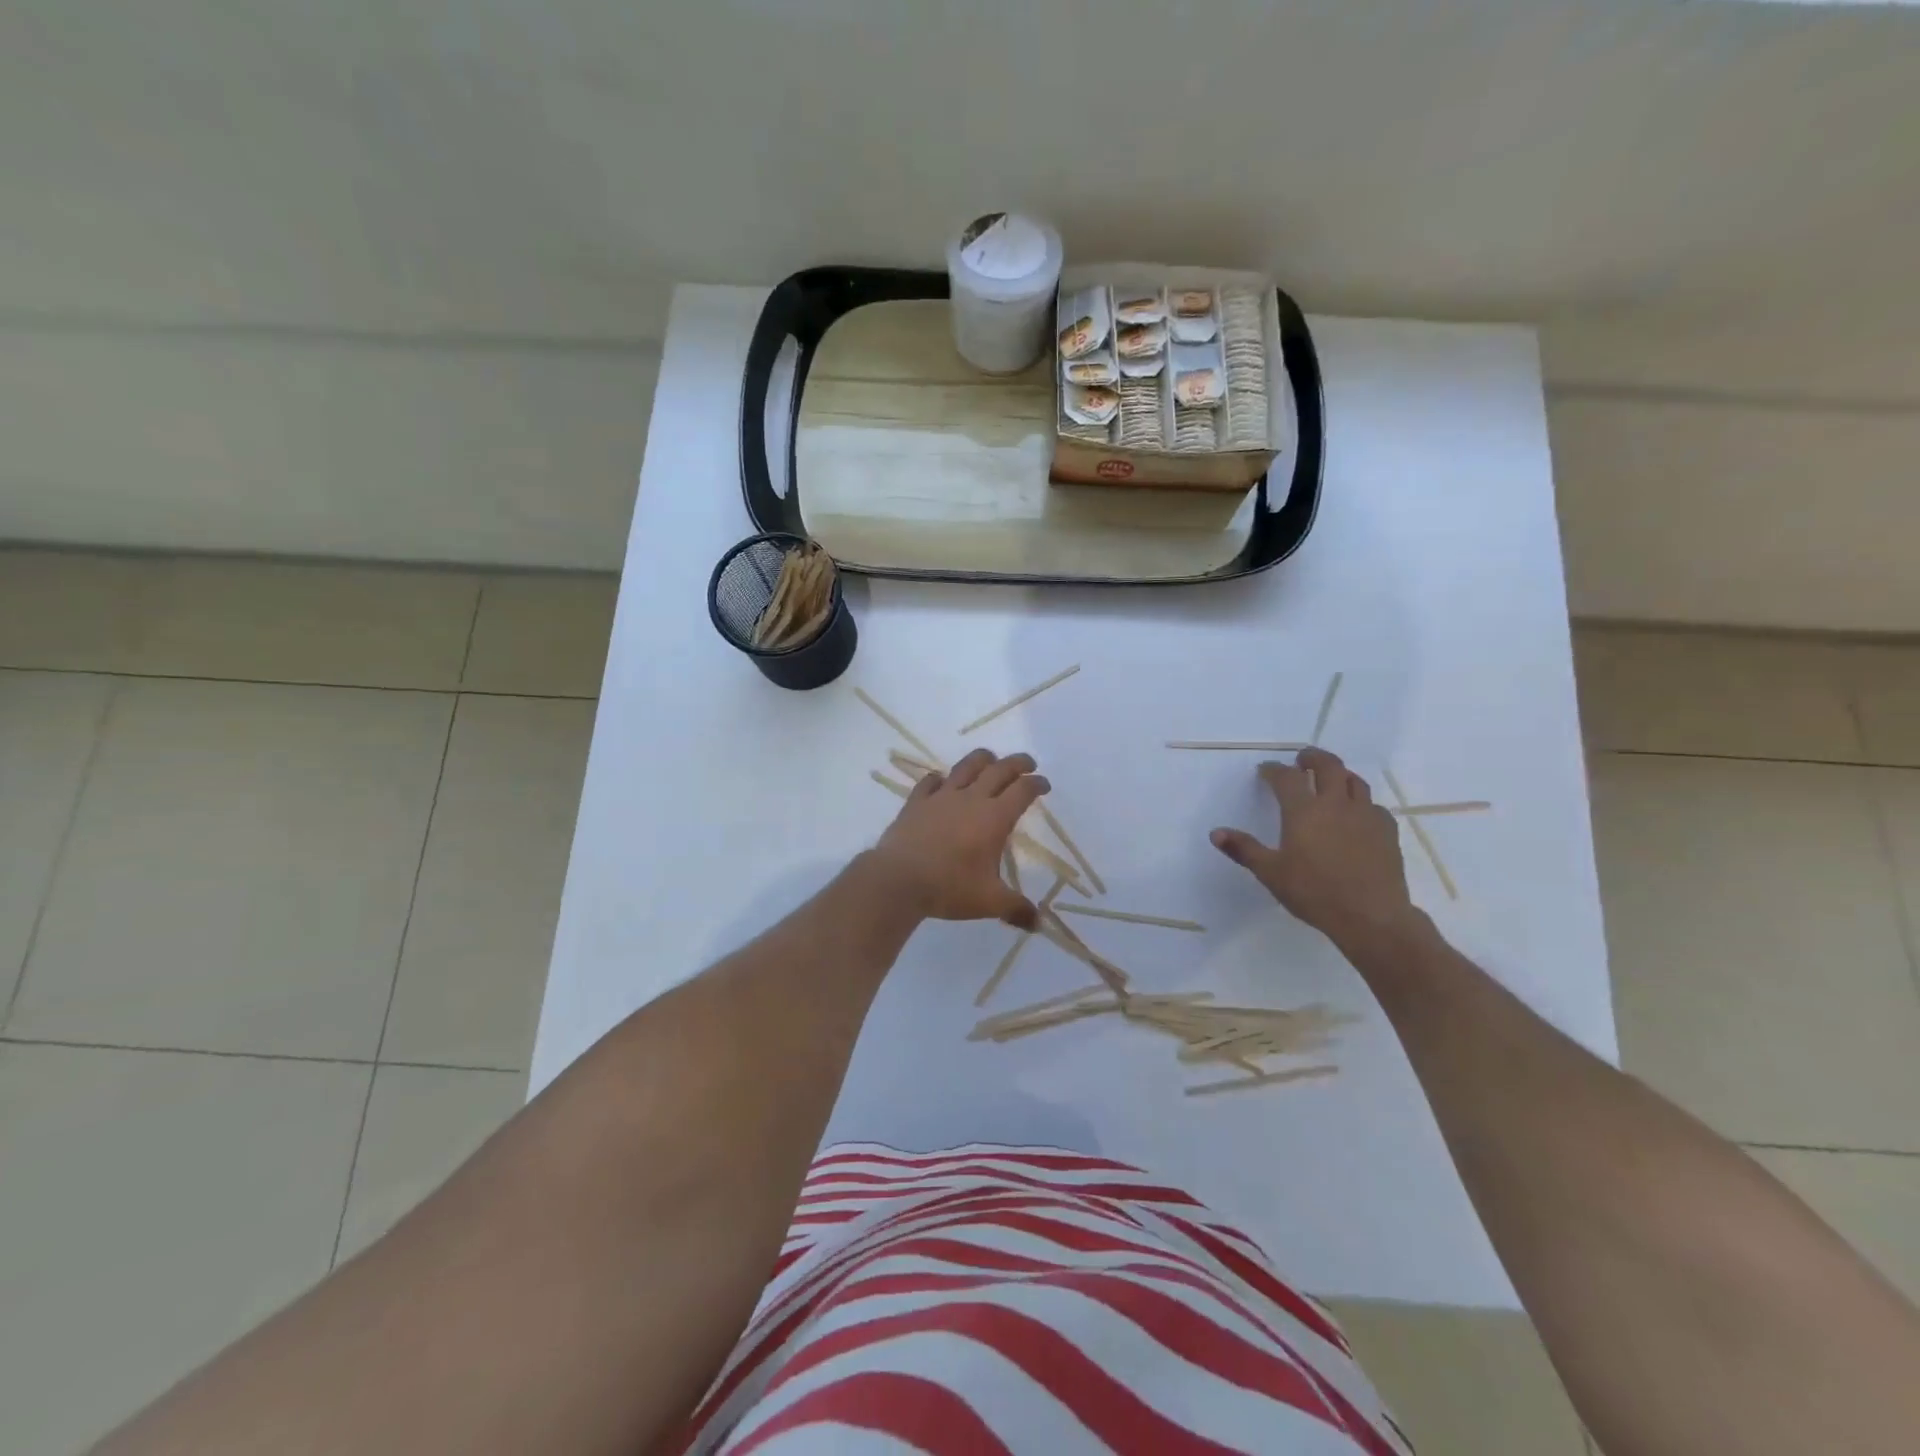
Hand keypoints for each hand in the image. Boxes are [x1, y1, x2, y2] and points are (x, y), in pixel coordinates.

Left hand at [871, 749, 1048, 929]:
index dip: (1036, 784)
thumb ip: (1016, 909)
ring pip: (966, 766)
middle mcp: (971, 799)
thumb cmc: (949, 888)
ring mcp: (941, 797)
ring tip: (990, 759)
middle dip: (1017, 763)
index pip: (1022, 791)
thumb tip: (1038, 924)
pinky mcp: (917, 802)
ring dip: (982, 759)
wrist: (898, 880)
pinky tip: (941, 781)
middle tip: (1027, 763)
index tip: (1044, 784)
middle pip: (999, 770)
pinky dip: (940, 779)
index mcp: (994, 818)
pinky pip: (930, 781)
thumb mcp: (989, 902)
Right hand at [1210, 747, 1420, 951]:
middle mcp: (1336, 804)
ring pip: (1355, 781)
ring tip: (1331, 779)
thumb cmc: (1314, 892)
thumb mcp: (1271, 873)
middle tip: (1302, 759)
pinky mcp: (1387, 830)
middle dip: (1312, 757)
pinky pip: (1374, 805)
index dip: (1274, 770)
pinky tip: (1357, 815)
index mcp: (1304, 811)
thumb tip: (1216, 833)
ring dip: (1340, 774)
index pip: (1286, 778)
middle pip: (1328, 766)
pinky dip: (1361, 802)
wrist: (1371, 916)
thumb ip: (1243, 849)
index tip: (1265, 770)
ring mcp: (1365, 815)